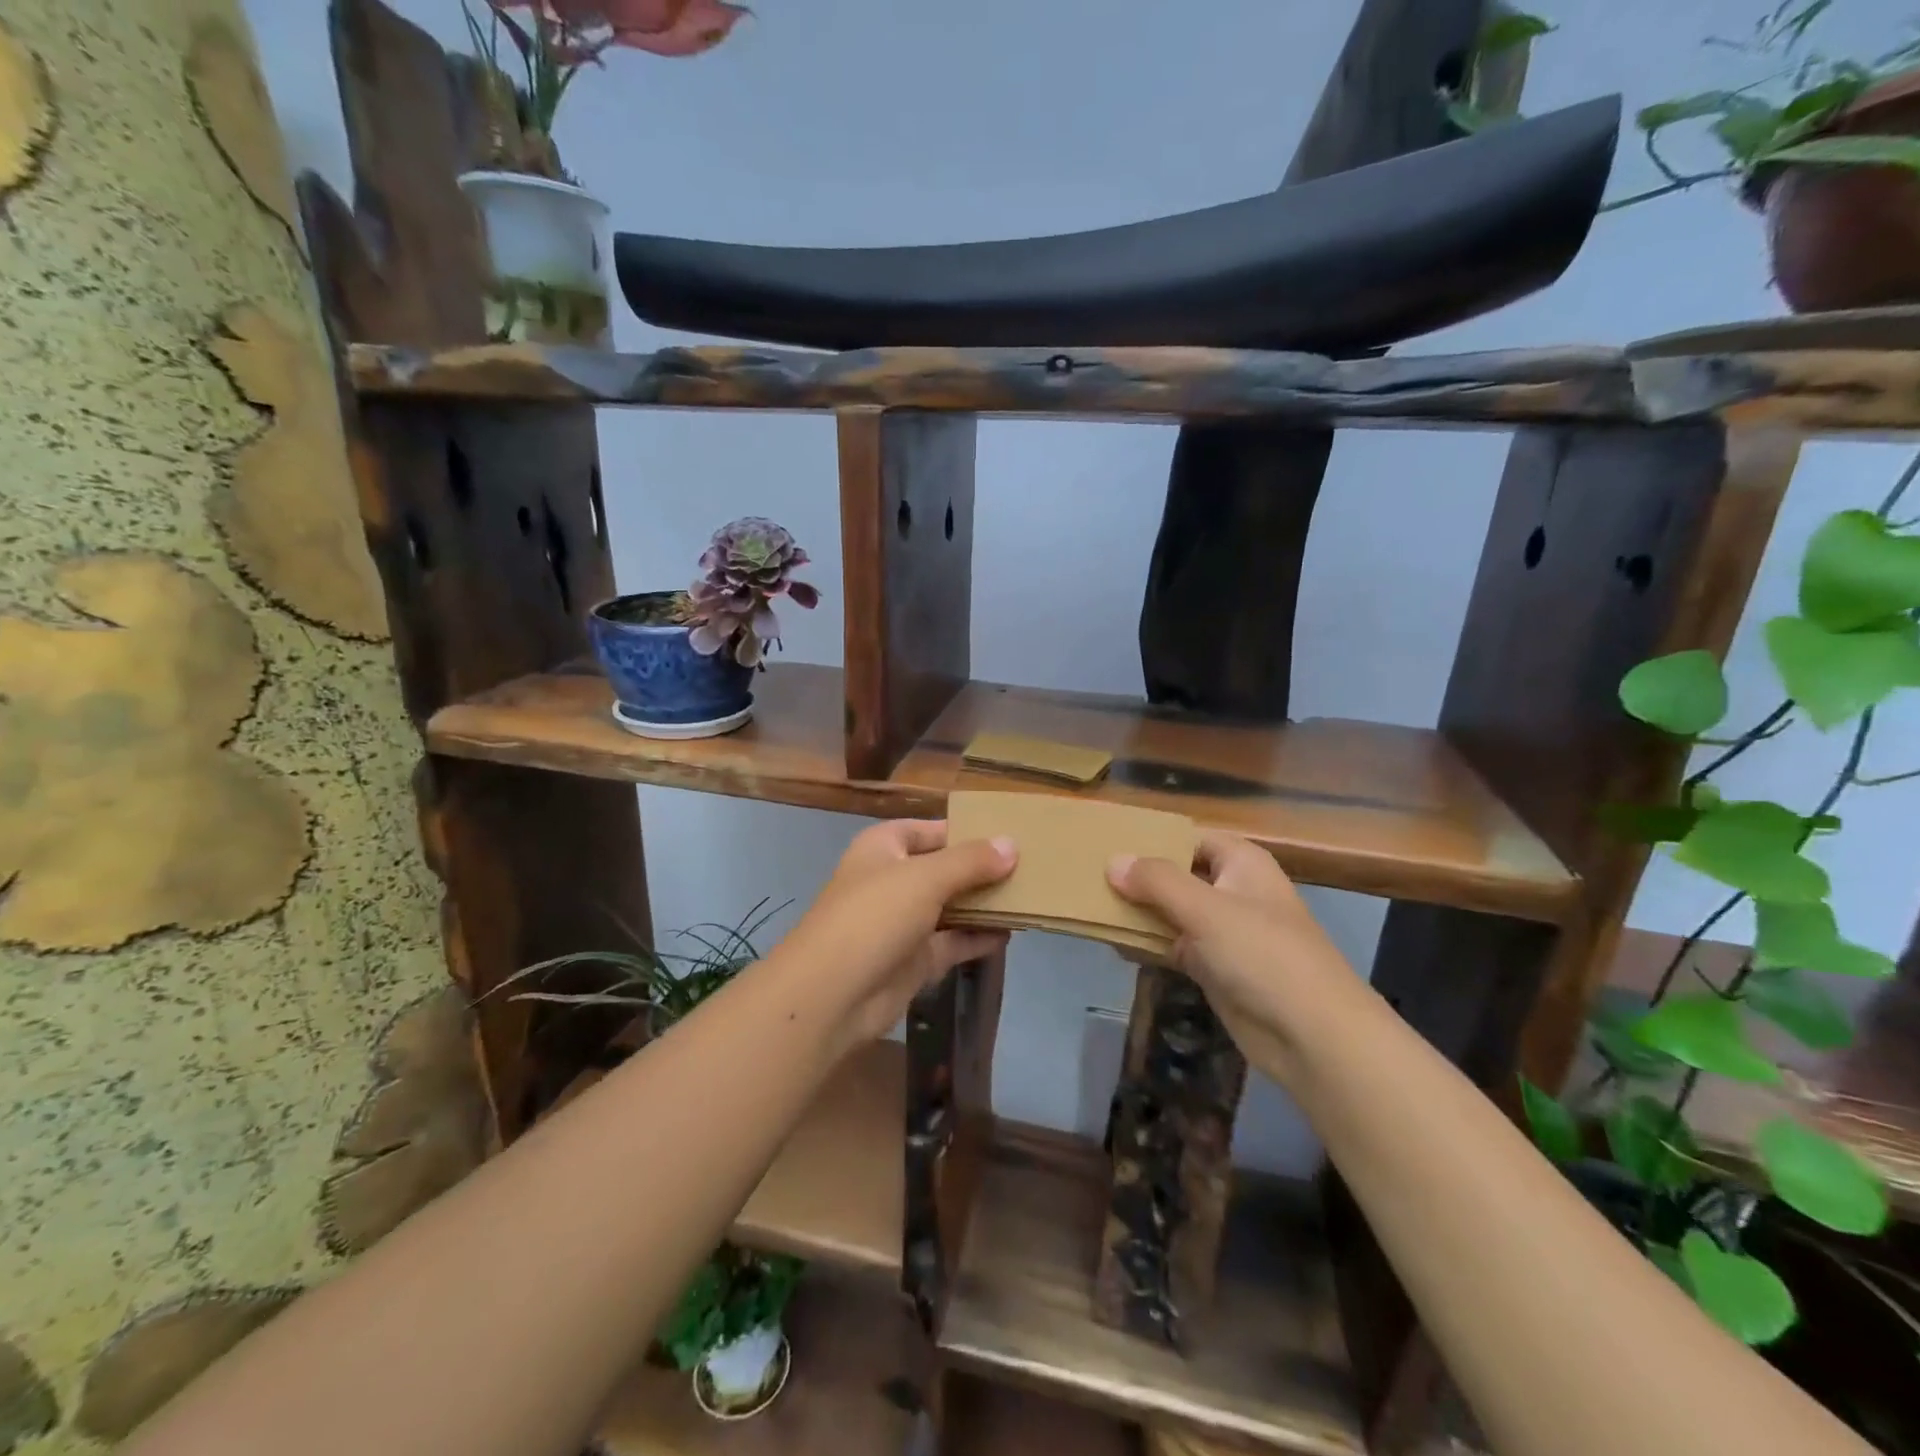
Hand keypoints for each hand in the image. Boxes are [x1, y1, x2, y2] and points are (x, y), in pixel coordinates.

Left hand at [780, 819, 1014, 1048]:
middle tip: (1031, 867)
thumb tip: (1012, 845)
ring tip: (1029, 897)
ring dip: (983, 904)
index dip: (966, 831)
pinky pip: (952, 942)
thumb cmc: (874, 916)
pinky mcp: (913, 960)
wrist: (833, 994)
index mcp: (884, 848)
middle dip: (981, 869)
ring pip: (950, 906)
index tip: (1009, 835)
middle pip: (944, 868)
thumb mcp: (925, 878)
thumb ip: (971, 861)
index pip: (930, 830)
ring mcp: (902, 922)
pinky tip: (1012, 932)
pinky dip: (978, 937)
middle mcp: (892, 880)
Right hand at [1107, 831, 1362, 1085]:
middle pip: (1178, 875)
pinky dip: (1148, 944)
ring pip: (1172, 912)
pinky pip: (1174, 945)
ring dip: (1139, 912)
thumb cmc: (1262, 954)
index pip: (1189, 838)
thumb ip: (1156, 882)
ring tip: (1090, 905)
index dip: (1152, 839)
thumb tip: (1113, 862)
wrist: (1312, 1035)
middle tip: (1088, 875)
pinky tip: (1113, 942)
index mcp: (1241, 863)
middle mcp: (1233, 891)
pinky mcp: (1216, 967)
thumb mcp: (1206, 909)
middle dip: (1138, 877)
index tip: (1107, 843)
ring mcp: (1224, 932)